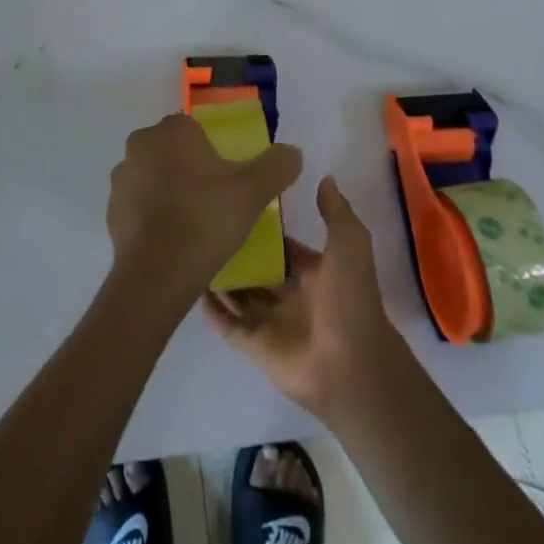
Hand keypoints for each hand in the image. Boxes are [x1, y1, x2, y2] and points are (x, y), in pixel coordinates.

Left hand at [106, 114, 301, 293]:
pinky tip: (172, 242)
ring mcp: (122, 178)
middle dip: (188, 170)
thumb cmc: (206, 219)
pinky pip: (138, 206)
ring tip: (193, 225)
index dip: (211, 153)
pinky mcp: (111, 210)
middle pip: (171, 151)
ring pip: (152, 177)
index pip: (193, 130)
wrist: (157, 274)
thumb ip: (277, 165)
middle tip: (213, 202)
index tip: (226, 180)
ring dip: (167, 192)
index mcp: (172, 130)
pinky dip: (152, 217)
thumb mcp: (254, 191)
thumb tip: (292, 151)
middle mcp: (141, 144)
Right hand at [201, 176, 400, 417]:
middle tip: (205, 224)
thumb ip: (336, 212)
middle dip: (238, 251)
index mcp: (314, 273)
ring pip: (241, 295)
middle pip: (259, 270)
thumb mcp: (350, 245)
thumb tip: (325, 177)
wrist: (352, 367)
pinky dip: (214, 312)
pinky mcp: (258, 347)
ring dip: (222, 278)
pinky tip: (194, 289)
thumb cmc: (349, 300)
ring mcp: (273, 322)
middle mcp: (292, 295)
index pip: (284, 245)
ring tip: (191, 250)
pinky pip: (230, 326)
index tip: (237, 205)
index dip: (265, 228)